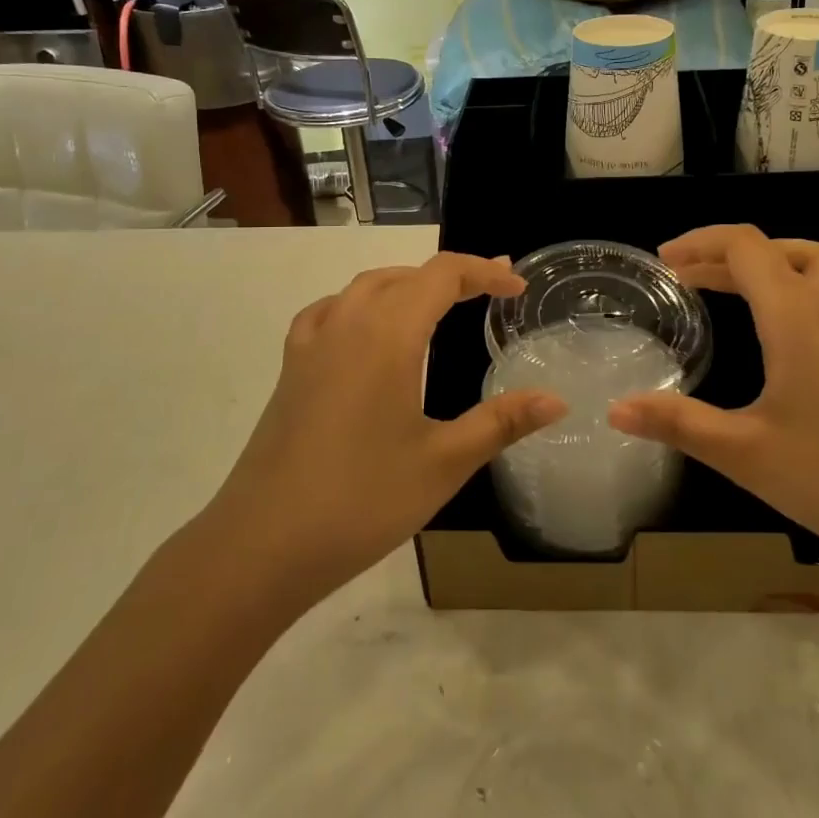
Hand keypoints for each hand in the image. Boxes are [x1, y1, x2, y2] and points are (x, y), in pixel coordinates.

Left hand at [205, 253, 566, 608]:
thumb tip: (557, 399)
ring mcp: (312, 345)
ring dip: (406, 284)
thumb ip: (502, 422)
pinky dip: (360, 304)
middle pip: (405, 275)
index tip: (516, 287)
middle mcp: (347, 324)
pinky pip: (329, 312)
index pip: (442, 276)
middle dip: (451, 275)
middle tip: (489, 290)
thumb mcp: (443, 462)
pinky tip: (364, 331)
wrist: (261, 545)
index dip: (484, 272)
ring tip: (437, 302)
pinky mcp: (290, 369)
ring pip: (364, 287)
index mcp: (388, 335)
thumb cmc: (361, 500)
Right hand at [608, 225, 818, 569]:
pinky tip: (800, 329)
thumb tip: (615, 409)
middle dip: (730, 253)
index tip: (665, 261)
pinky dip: (811, 289)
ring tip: (742, 287)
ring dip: (777, 262)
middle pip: (782, 249)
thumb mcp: (745, 453)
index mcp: (797, 317)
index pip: (745, 247)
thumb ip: (678, 423)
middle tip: (691, 276)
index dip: (701, 243)